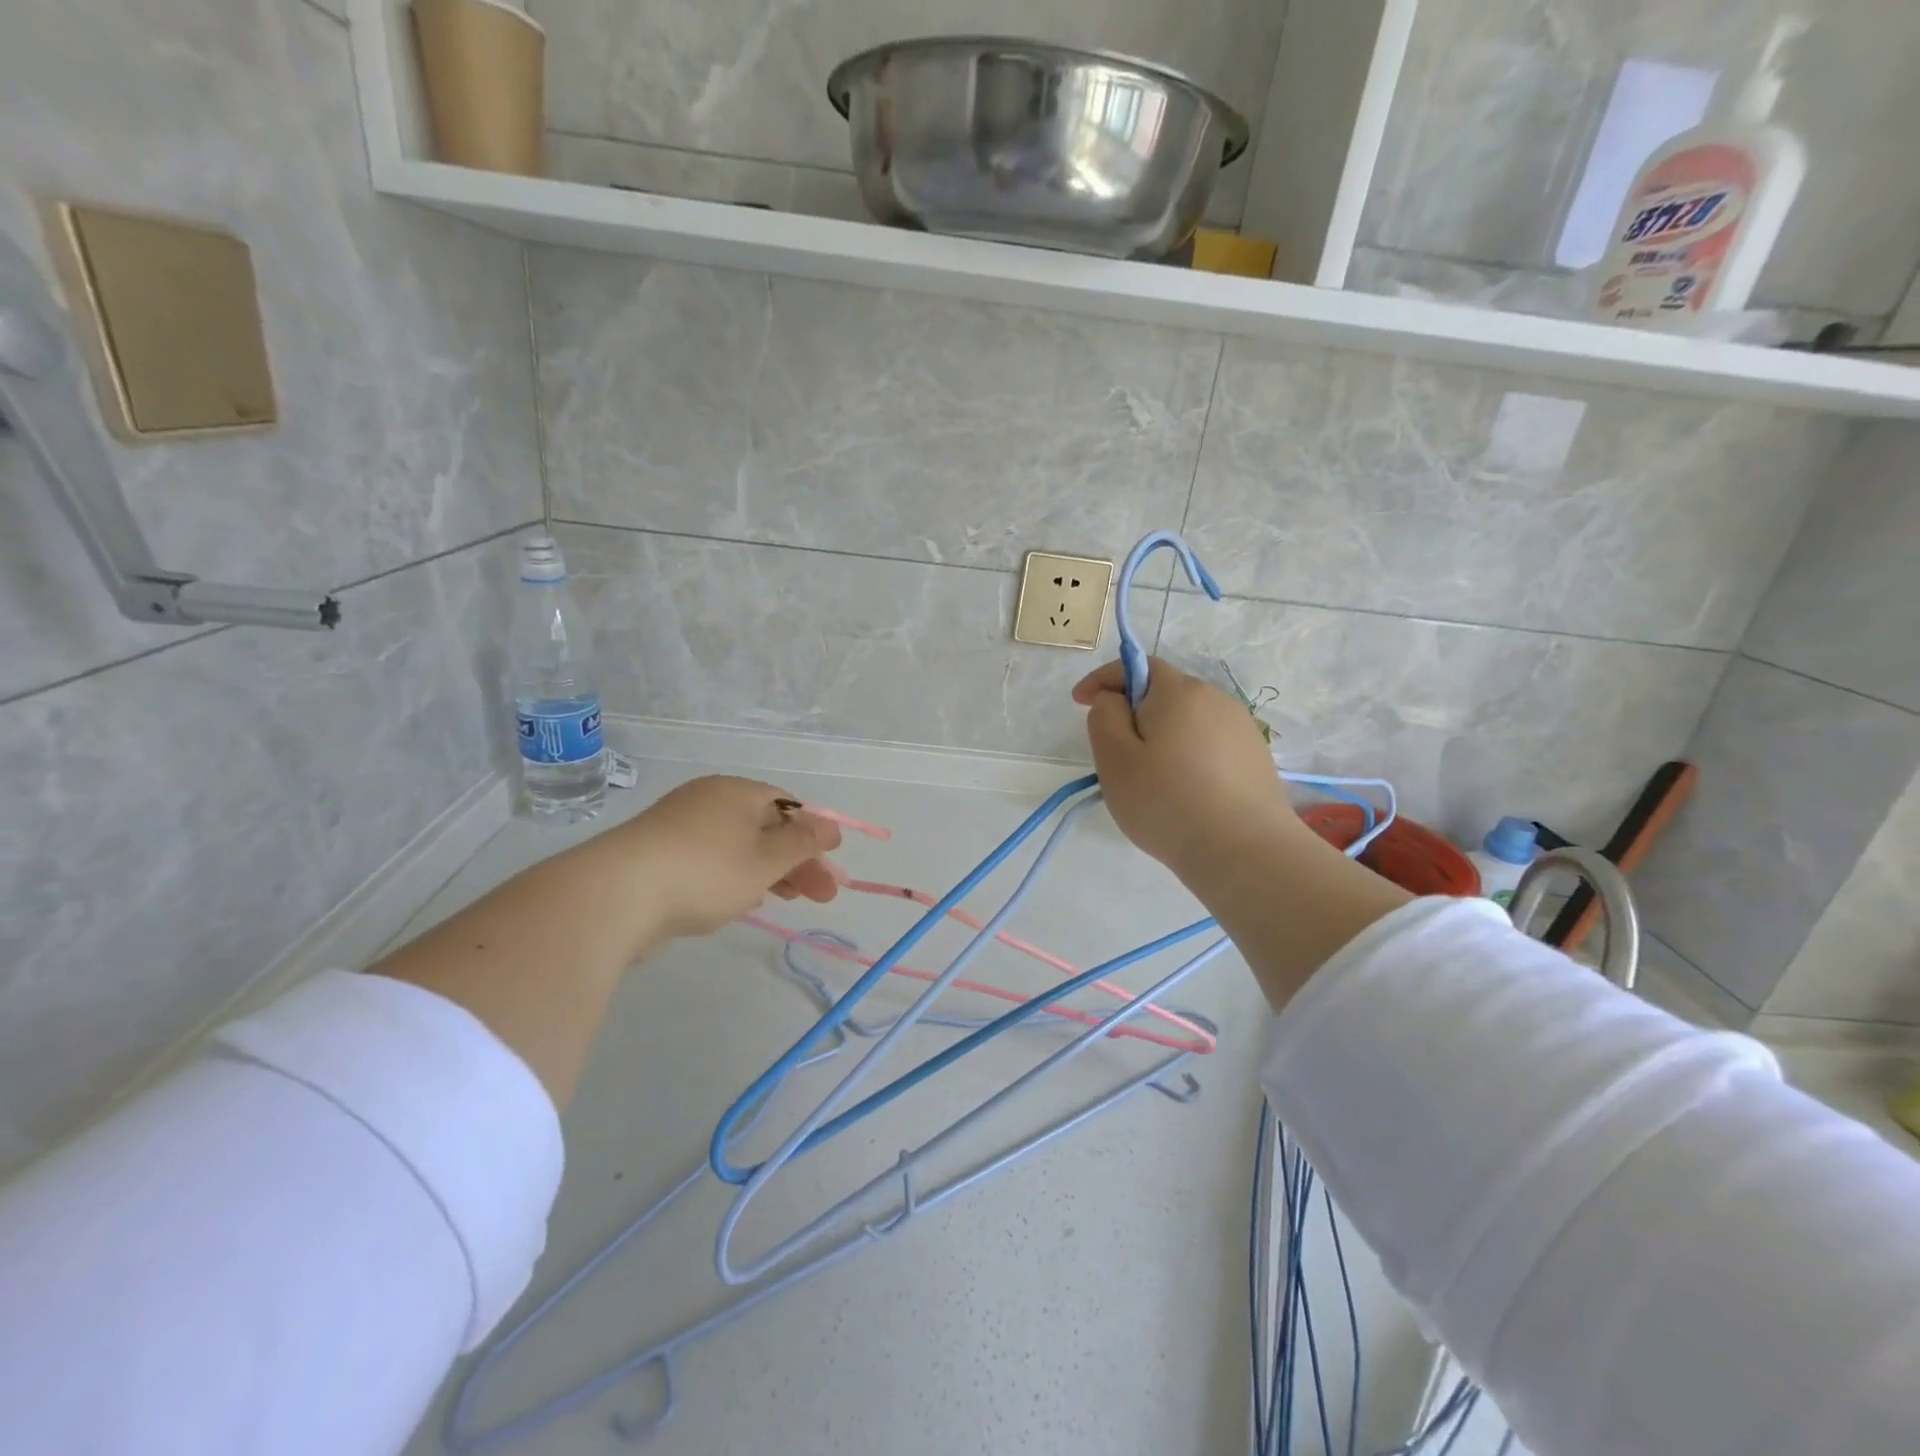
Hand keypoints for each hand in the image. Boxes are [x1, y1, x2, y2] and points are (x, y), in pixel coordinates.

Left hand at [611, 776, 842, 943]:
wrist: (615, 896)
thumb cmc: (705, 871)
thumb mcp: (766, 860)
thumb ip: (803, 843)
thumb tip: (831, 826)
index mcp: (736, 792)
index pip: (788, 806)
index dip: (814, 836)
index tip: (833, 869)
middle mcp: (708, 801)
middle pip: (766, 828)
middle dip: (797, 862)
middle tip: (822, 896)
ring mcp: (679, 828)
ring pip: (738, 847)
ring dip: (768, 872)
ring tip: (787, 901)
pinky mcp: (658, 857)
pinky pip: (710, 862)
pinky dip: (733, 878)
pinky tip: (743, 902)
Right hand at [1072, 657, 1303, 881]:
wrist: (1244, 851)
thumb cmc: (1167, 801)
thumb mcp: (1115, 758)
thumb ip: (1105, 717)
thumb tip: (1114, 700)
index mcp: (1179, 691)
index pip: (1137, 665)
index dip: (1103, 679)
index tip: (1080, 702)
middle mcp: (1216, 698)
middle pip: (1164, 693)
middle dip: (1134, 711)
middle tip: (1114, 751)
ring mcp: (1242, 728)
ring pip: (1188, 721)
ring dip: (1163, 736)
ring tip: (1150, 778)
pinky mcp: (1256, 758)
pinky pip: (1210, 744)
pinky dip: (1189, 756)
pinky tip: (1184, 791)